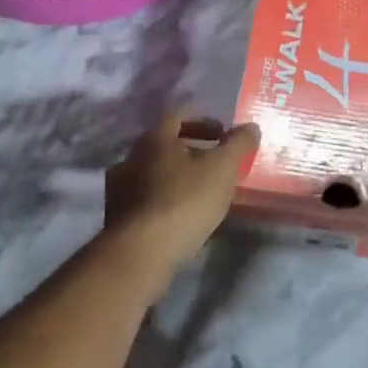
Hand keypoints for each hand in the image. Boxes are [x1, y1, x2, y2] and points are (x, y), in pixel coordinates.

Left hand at [104, 113, 259, 290]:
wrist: (140, 252)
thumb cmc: (184, 201)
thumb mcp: (222, 169)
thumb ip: (238, 145)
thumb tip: (250, 127)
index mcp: (154, 139)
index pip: (178, 115)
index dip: (203, 120)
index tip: (223, 133)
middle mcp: (131, 157)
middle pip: (164, 144)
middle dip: (191, 149)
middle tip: (215, 161)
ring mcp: (120, 188)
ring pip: (153, 172)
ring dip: (176, 175)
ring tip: (200, 191)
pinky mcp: (117, 216)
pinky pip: (146, 198)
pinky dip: (164, 198)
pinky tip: (181, 215)